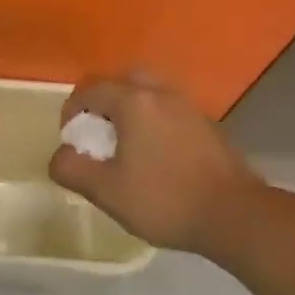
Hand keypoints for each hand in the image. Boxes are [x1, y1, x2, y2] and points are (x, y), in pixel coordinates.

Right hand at [48, 72, 259, 252]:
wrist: (234, 215)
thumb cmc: (164, 200)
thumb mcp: (106, 192)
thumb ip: (72, 169)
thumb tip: (61, 156)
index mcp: (134, 102)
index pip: (91, 89)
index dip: (72, 110)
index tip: (71, 137)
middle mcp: (162, 94)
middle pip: (125, 80)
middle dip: (105, 100)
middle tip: (99, 131)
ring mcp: (190, 107)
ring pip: (151, 93)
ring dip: (132, 109)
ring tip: (126, 144)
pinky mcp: (208, 125)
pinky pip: (171, 110)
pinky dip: (155, 121)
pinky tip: (156, 155)